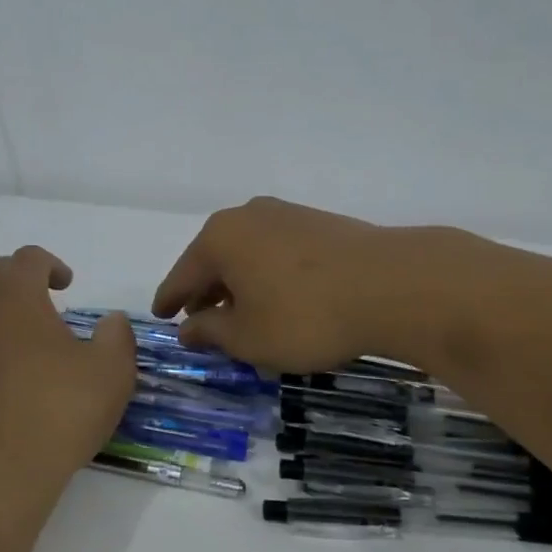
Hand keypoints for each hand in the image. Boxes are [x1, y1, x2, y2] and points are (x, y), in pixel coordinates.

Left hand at [0, 246, 135, 515]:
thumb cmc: (55, 412)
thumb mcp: (110, 373)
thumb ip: (116, 337)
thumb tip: (111, 321)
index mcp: (17, 294)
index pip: (29, 257)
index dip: (51, 265)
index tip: (67, 286)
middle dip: (16, 280)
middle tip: (39, 307)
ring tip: (1, 329)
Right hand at [152, 196, 479, 373]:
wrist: (390, 284)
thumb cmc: (304, 315)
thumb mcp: (248, 337)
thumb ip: (211, 331)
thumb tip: (188, 326)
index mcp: (219, 238)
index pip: (182, 275)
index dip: (170, 300)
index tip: (161, 316)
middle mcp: (246, 216)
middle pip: (214, 258)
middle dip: (206, 291)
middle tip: (201, 321)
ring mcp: (285, 215)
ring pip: (247, 252)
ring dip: (239, 283)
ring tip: (243, 313)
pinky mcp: (318, 223)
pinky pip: (276, 251)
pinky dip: (267, 274)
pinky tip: (280, 298)